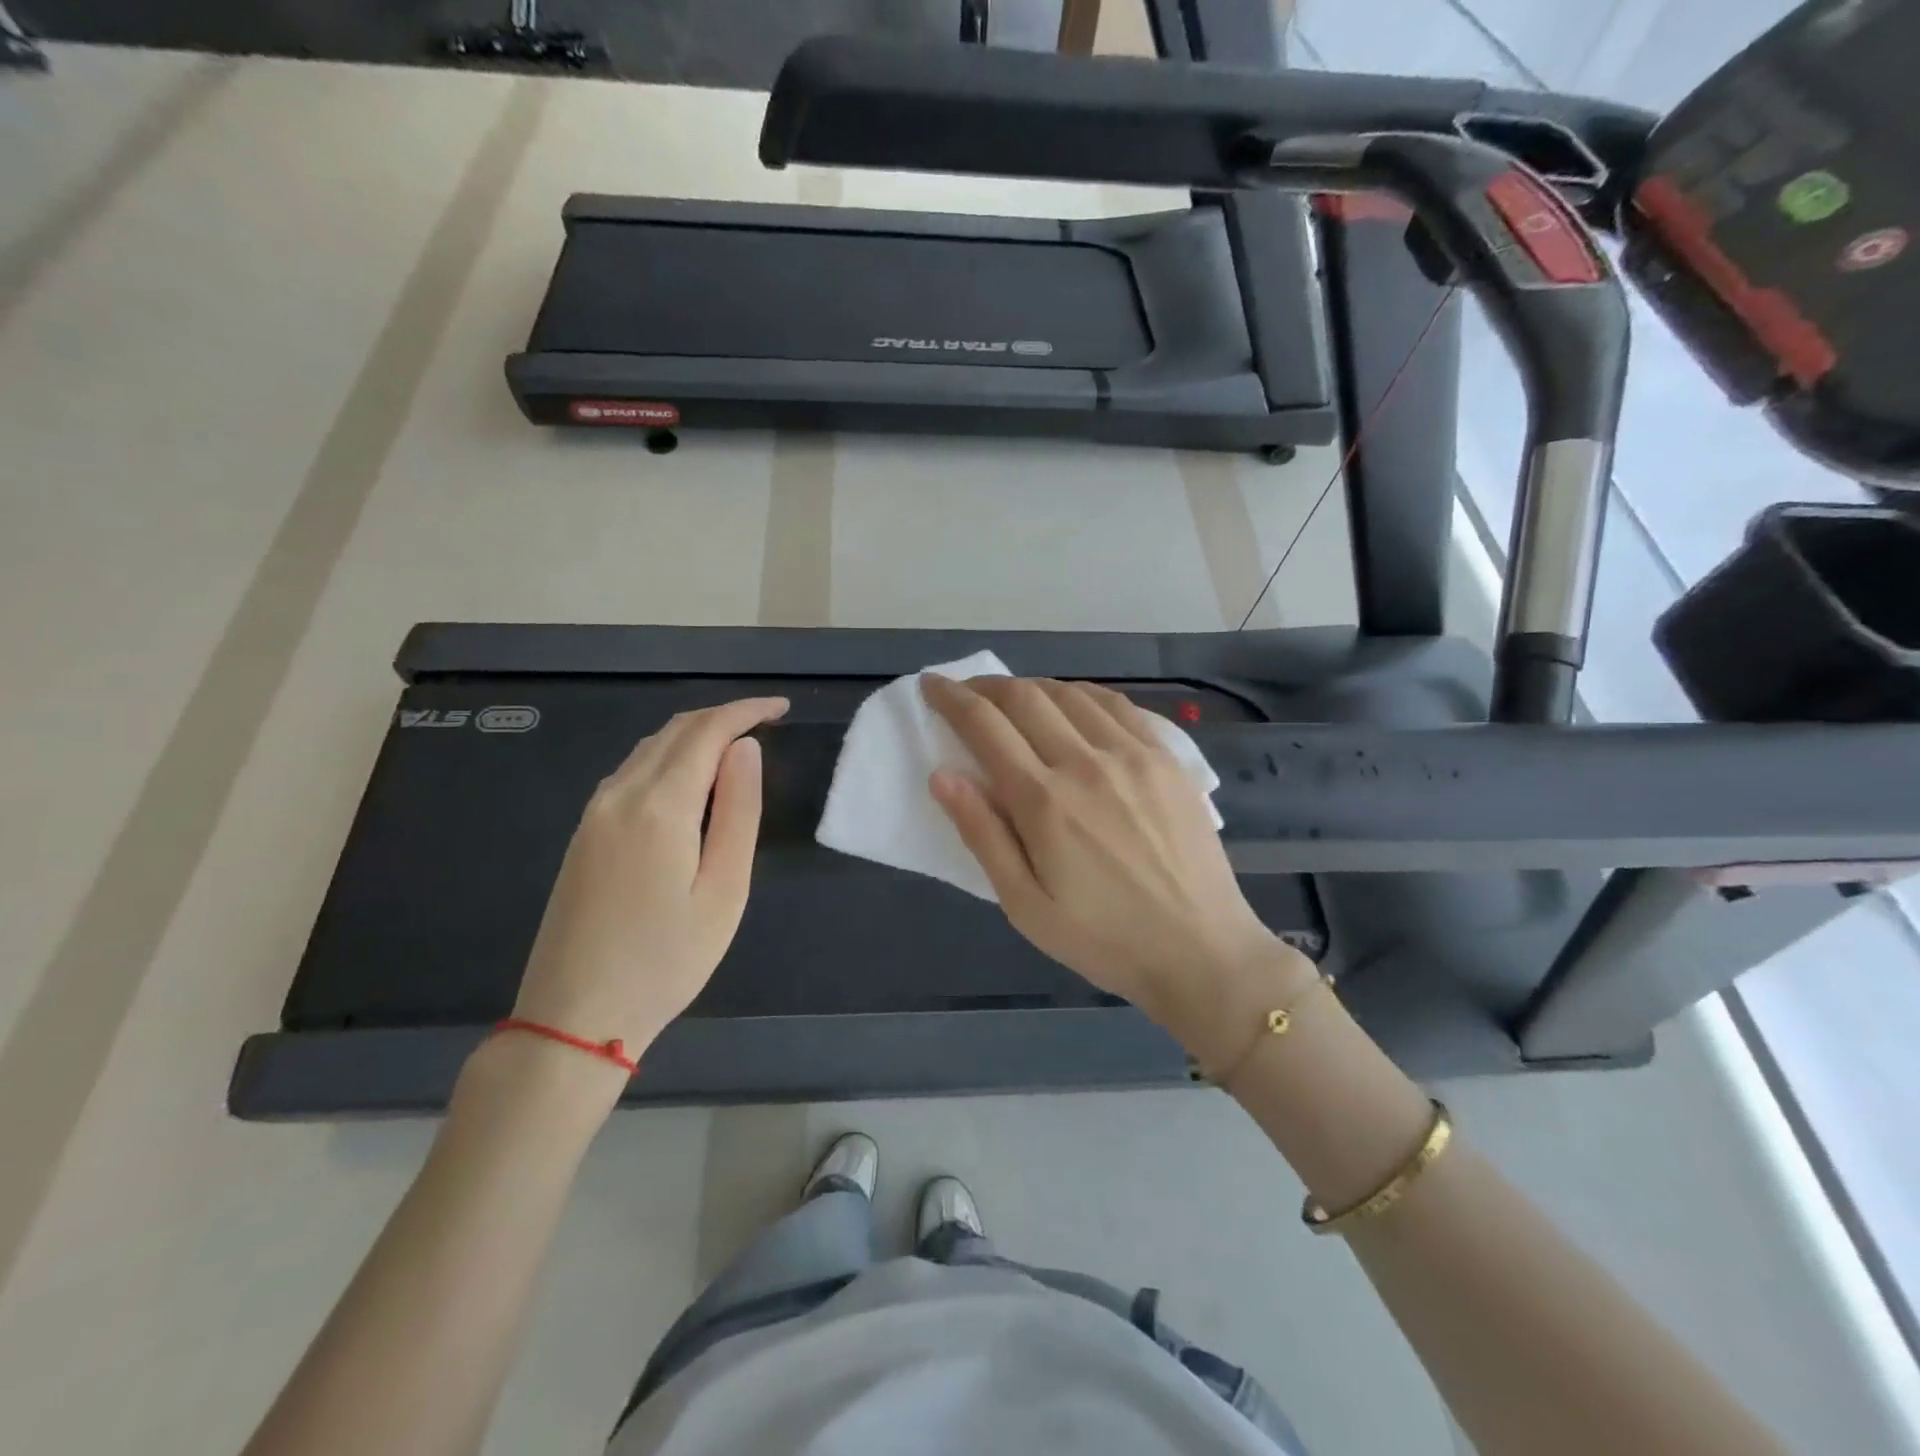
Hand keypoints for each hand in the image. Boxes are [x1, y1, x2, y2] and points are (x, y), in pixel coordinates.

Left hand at [509, 697, 788, 1080]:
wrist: (574, 1016)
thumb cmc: (666, 960)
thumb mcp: (724, 891)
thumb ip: (738, 813)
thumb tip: (746, 750)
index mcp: (659, 806)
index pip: (707, 731)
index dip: (747, 711)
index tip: (782, 709)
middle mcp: (619, 795)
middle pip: (675, 731)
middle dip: (723, 716)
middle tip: (766, 724)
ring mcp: (594, 813)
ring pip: (649, 748)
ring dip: (695, 735)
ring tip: (737, 748)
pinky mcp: (584, 833)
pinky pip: (631, 771)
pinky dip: (668, 757)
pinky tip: (691, 780)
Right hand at [922, 675, 1310, 1051]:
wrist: (1201, 950)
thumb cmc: (1103, 939)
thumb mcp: (1025, 906)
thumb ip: (982, 835)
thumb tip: (942, 776)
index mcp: (1044, 801)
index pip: (985, 726)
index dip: (952, 699)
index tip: (932, 685)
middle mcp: (1086, 763)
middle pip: (1025, 698)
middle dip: (986, 686)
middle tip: (966, 692)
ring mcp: (1132, 755)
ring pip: (1070, 694)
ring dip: (1032, 687)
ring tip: (1014, 699)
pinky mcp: (1166, 758)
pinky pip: (1117, 705)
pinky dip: (1082, 694)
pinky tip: (1073, 704)